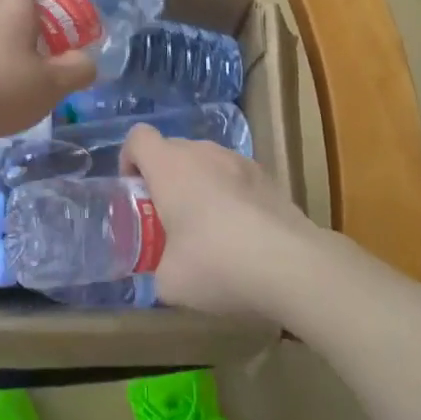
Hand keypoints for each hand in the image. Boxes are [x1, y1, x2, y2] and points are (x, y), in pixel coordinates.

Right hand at [119, 126, 314, 321]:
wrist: (290, 264)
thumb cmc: (216, 263)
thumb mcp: (170, 282)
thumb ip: (158, 269)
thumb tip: (164, 272)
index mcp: (169, 167)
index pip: (138, 137)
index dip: (130, 160)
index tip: (135, 193)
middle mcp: (202, 152)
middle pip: (172, 149)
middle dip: (164, 177)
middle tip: (168, 218)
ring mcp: (239, 160)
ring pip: (206, 161)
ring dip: (198, 183)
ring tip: (207, 226)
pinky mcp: (267, 176)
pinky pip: (235, 175)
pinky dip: (229, 193)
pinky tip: (241, 231)